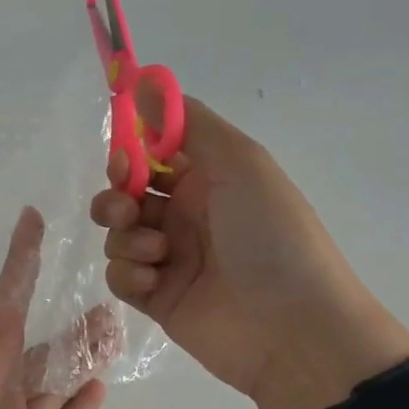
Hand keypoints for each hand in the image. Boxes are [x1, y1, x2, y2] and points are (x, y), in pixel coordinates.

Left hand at [0, 209, 107, 408]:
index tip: (33, 222)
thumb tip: (7, 306)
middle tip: (111, 294)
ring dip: (77, 361)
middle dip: (66, 320)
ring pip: (47, 388)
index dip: (18, 265)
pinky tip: (96, 392)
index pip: (2, 311)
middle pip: (34, 348)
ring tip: (114, 335)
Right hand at [90, 97, 408, 408]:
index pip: (155, 155)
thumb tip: (144, 81)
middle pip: (127, 195)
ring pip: (119, 235)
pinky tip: (154, 281)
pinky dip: (129, 274)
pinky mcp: (156, 298)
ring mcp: (171, 259)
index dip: (132, 154)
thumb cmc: (271, 236)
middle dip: (117, 198)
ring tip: (157, 253)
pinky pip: (120, 276)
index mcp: (211, 179)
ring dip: (127, 238)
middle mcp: (188, 215)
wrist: (291, 327)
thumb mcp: (240, 164)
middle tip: (128, 210)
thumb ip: (188, 124)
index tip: (124, 160)